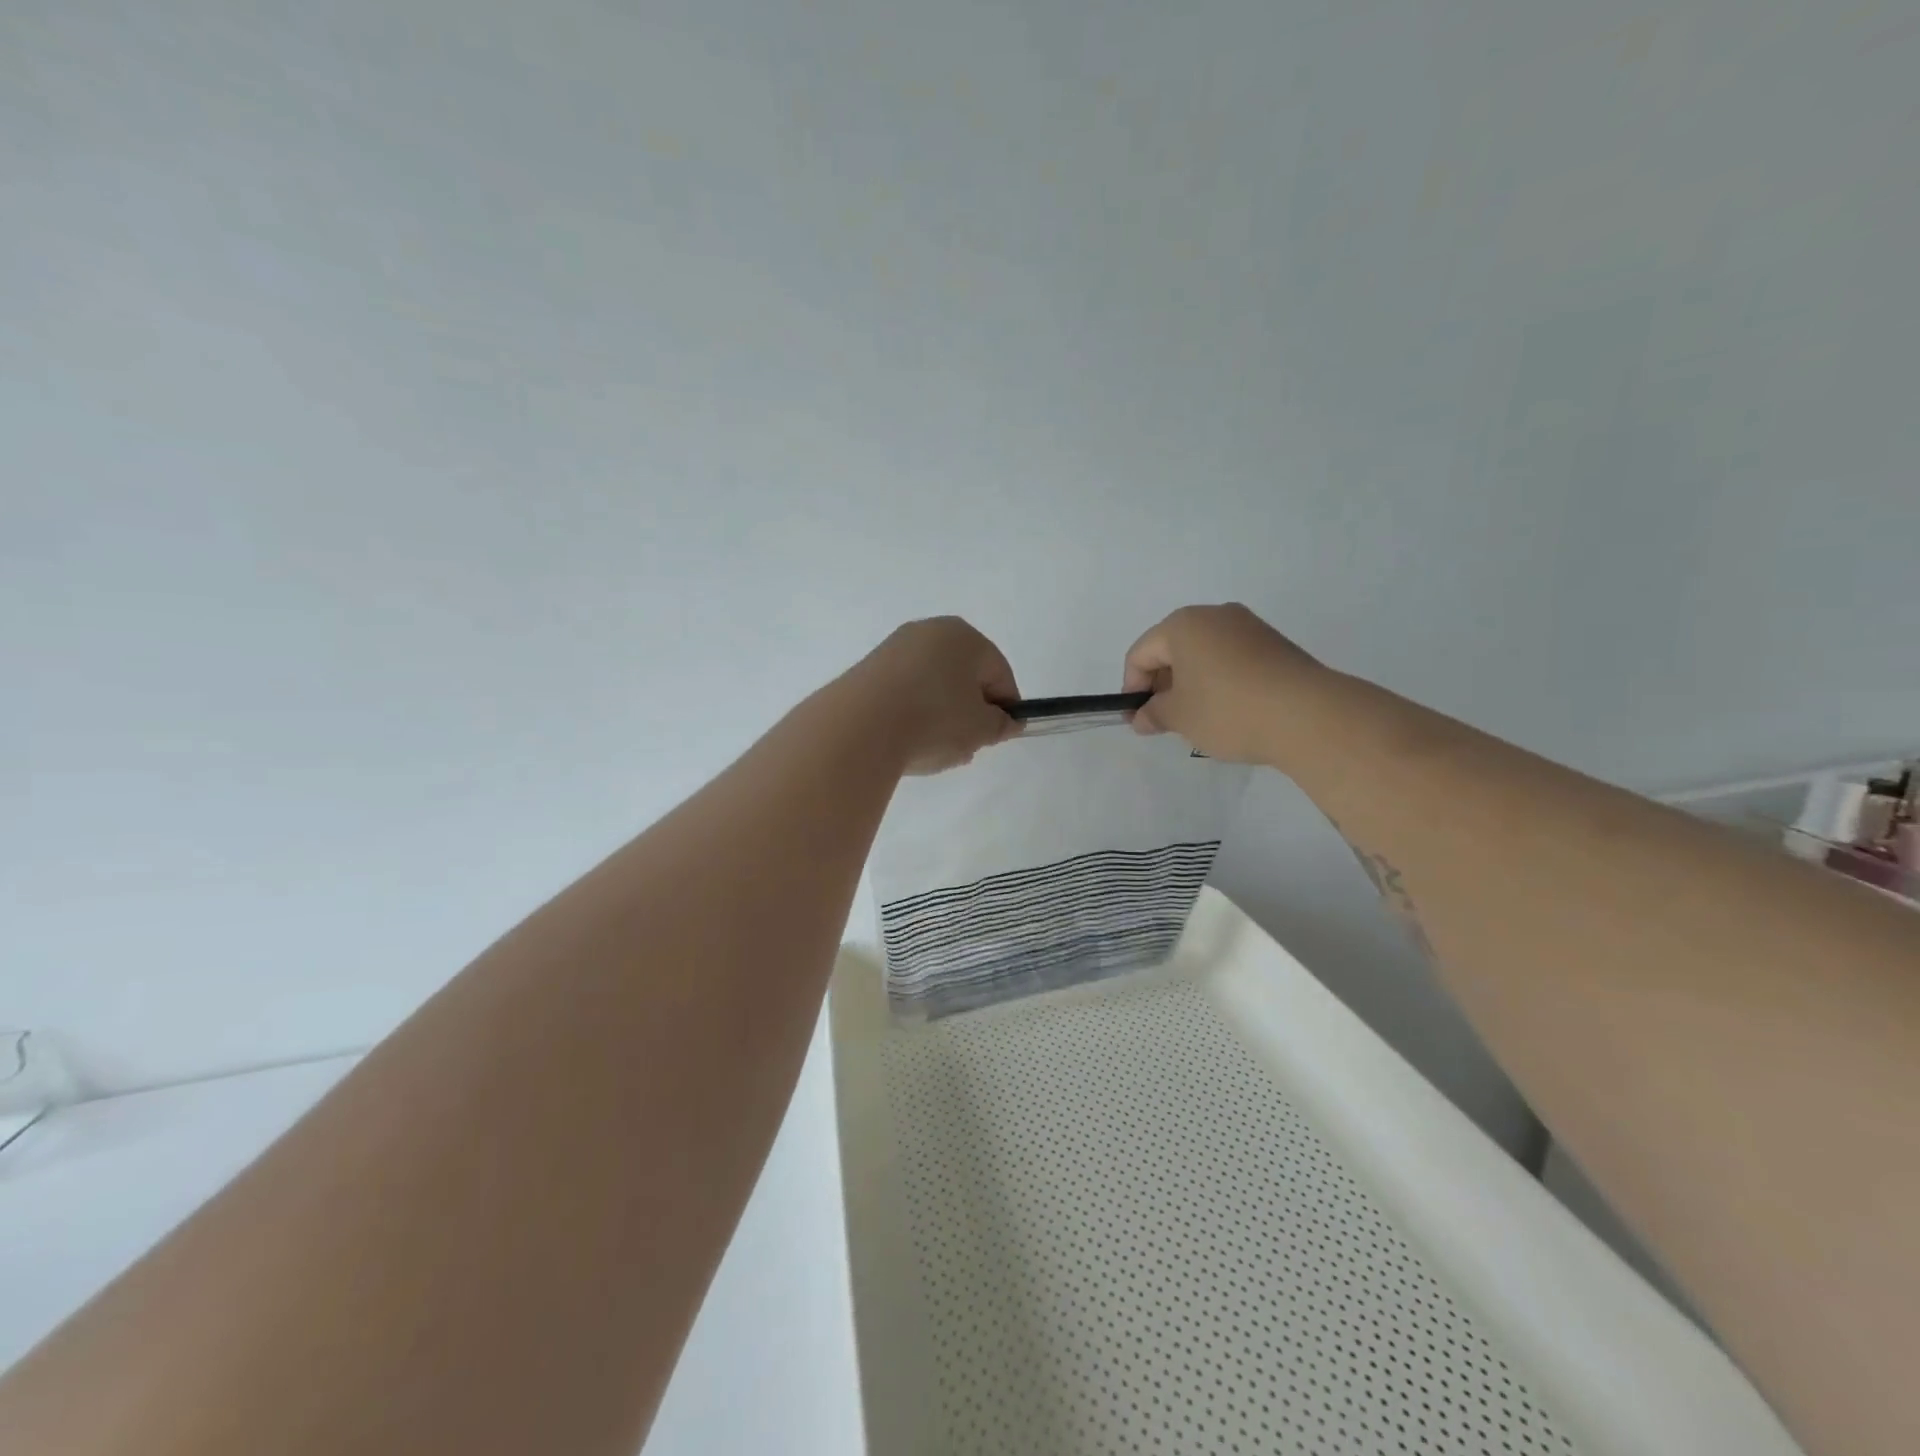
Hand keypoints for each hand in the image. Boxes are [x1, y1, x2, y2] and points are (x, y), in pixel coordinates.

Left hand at [847, 617, 1020, 774]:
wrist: (860, 727)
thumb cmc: (934, 720)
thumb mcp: (981, 729)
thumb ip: (1000, 724)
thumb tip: (1005, 721)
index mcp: (965, 636)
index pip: (999, 673)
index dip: (1004, 708)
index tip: (996, 737)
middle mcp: (929, 631)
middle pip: (963, 676)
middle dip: (969, 712)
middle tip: (966, 745)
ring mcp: (894, 648)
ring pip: (932, 685)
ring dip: (940, 715)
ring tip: (933, 749)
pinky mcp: (868, 670)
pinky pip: (903, 692)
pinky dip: (912, 714)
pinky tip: (907, 741)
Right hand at [1122, 604, 1324, 763]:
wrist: (1308, 715)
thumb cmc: (1228, 710)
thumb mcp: (1179, 717)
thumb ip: (1153, 713)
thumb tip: (1142, 716)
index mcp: (1183, 624)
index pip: (1141, 654)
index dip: (1132, 688)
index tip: (1138, 719)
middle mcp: (1215, 615)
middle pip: (1172, 649)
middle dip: (1162, 684)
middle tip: (1164, 721)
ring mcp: (1249, 627)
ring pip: (1203, 654)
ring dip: (1191, 684)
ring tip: (1197, 719)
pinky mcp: (1275, 644)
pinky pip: (1231, 659)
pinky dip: (1219, 681)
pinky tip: (1228, 711)